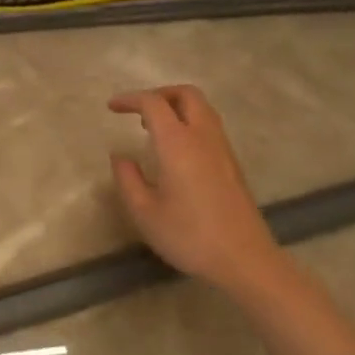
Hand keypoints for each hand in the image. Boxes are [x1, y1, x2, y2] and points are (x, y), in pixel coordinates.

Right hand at [108, 85, 284, 293]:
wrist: (243, 259)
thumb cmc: (188, 235)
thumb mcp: (143, 211)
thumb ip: (127, 178)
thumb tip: (120, 157)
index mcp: (178, 144)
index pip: (153, 104)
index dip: (130, 99)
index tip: (111, 107)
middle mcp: (203, 138)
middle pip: (186, 95)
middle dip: (159, 94)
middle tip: (137, 111)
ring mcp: (223, 150)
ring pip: (202, 109)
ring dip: (176, 108)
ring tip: (152, 128)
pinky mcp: (232, 165)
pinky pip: (209, 127)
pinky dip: (188, 123)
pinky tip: (174, 150)